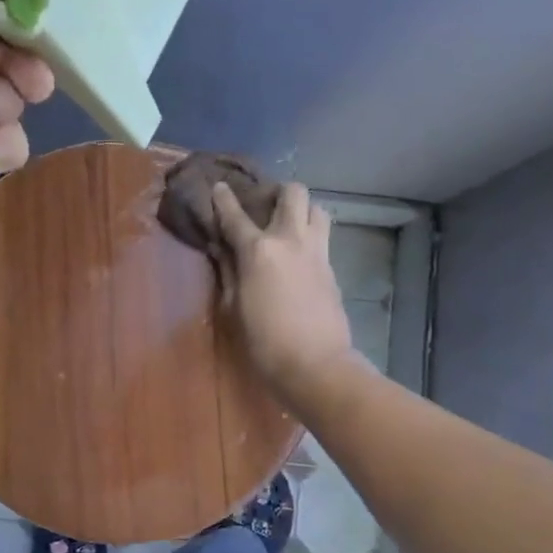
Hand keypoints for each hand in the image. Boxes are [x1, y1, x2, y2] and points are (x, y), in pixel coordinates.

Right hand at [212, 181, 354, 402]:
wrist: (316, 365)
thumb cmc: (264, 341)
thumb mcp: (234, 307)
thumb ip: (228, 272)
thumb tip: (222, 250)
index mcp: (259, 250)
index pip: (236, 216)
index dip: (224, 199)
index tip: (219, 187)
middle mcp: (291, 240)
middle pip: (293, 193)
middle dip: (278, 192)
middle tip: (266, 205)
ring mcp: (317, 253)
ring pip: (317, 209)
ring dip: (302, 210)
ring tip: (288, 225)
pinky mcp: (333, 269)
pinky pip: (323, 239)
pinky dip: (310, 237)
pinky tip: (298, 256)